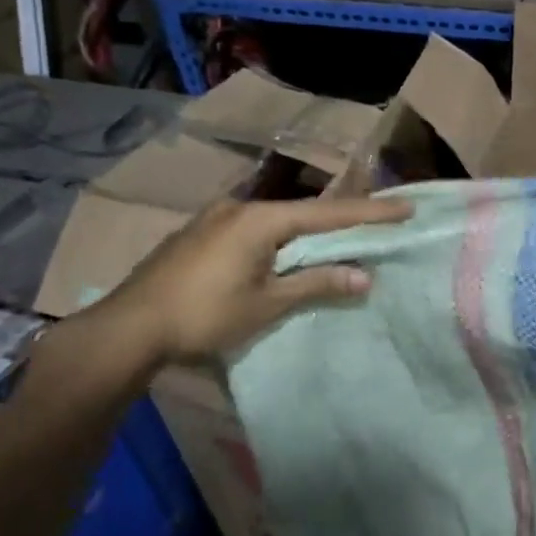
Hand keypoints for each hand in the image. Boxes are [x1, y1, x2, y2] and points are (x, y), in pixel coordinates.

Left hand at [85, 194, 410, 368]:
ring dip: (307, 232)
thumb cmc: (204, 315)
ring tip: (334, 241)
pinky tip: (282, 254)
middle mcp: (239, 208)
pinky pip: (253, 230)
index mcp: (260, 219)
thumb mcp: (267, 303)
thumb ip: (316, 283)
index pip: (328, 213)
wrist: (129, 327)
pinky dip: (278, 240)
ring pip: (275, 221)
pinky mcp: (199, 235)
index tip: (406, 208)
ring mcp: (214, 219)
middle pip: (302, 212)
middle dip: (340, 219)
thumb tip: (364, 276)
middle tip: (375, 222)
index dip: (370, 213)